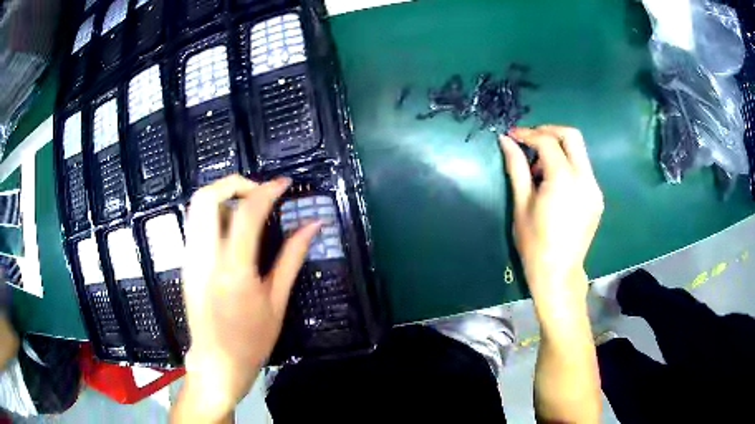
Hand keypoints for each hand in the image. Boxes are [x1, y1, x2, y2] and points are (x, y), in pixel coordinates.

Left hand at [176, 175, 320, 422]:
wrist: (216, 363)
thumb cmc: (251, 341)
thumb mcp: (277, 302)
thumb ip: (292, 258)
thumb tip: (312, 226)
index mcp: (232, 271)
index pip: (245, 214)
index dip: (267, 191)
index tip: (284, 184)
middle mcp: (204, 258)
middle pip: (206, 197)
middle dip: (234, 183)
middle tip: (259, 192)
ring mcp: (190, 258)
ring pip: (197, 206)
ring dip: (223, 196)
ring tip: (249, 208)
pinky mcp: (185, 263)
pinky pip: (196, 224)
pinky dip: (215, 214)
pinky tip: (234, 231)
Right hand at [500, 126, 603, 310]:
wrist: (558, 273)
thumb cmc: (534, 243)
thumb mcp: (521, 204)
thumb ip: (516, 167)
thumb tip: (506, 141)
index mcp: (563, 179)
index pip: (548, 141)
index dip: (528, 134)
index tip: (513, 135)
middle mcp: (585, 179)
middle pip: (572, 136)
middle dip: (549, 131)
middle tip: (530, 141)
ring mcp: (594, 189)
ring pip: (579, 152)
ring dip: (558, 149)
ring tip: (539, 170)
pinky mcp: (597, 198)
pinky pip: (583, 169)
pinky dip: (568, 165)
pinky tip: (554, 183)